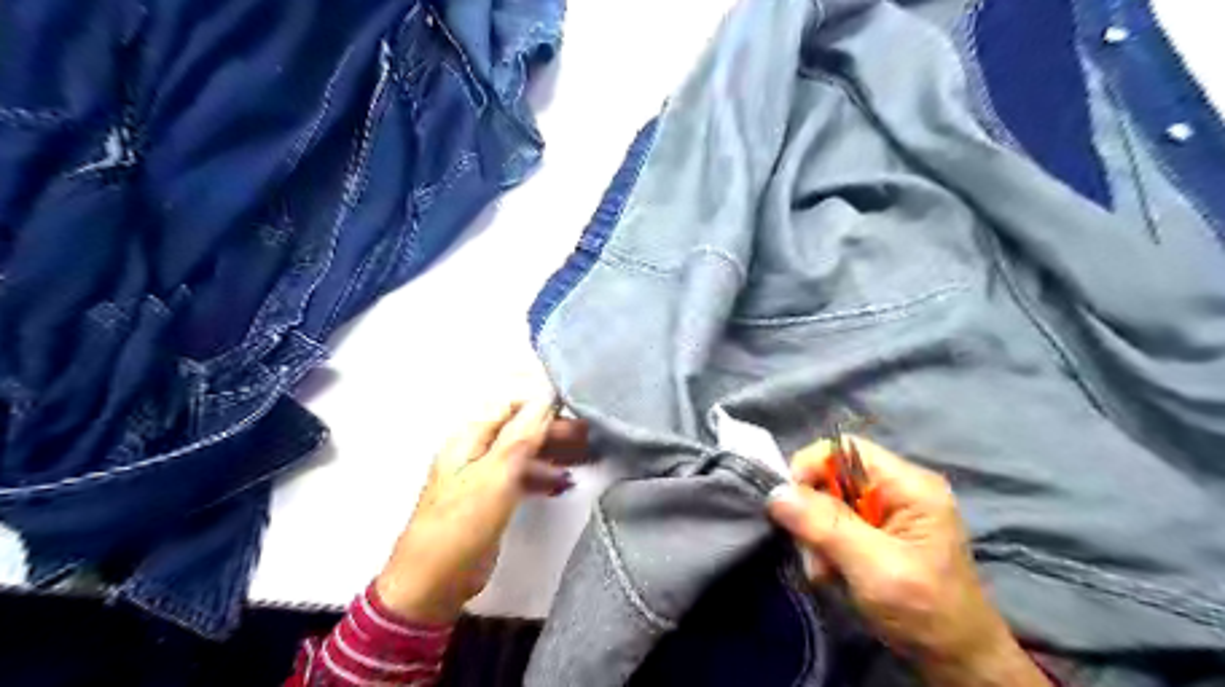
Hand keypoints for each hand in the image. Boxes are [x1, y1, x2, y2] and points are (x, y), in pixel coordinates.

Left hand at [373, 399, 587, 624]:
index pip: (510, 406)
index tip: (575, 410)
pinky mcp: (491, 502)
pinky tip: (564, 486)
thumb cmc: (464, 522)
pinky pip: (522, 479)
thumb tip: (545, 398)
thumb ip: (522, 436)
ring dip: (553, 454)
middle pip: (520, 429)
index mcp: (470, 438)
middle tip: (588, 436)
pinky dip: (543, 477)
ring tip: (586, 458)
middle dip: (553, 430)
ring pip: (524, 454)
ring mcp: (483, 478)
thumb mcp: (497, 474)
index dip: (541, 405)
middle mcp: (476, 452)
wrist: (434, 582)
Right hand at [768, 436, 1046, 683]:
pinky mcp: (876, 531)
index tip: (789, 503)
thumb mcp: (875, 568)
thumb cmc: (926, 612)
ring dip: (816, 536)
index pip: (844, 448)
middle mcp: (897, 488)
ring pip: (827, 502)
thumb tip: (776, 492)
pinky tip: (830, 573)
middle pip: (832, 476)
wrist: (956, 662)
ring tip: (824, 572)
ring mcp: (887, 510)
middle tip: (812, 553)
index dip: (811, 467)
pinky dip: (823, 547)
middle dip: (813, 513)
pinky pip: (833, 524)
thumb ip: (826, 526)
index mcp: (909, 485)